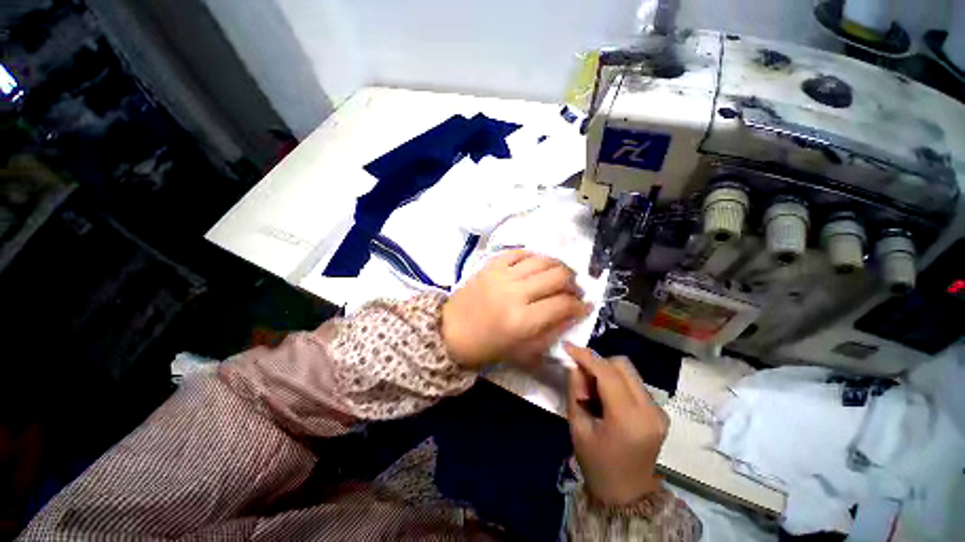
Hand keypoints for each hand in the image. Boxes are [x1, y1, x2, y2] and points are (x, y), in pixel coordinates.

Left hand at [442, 250, 591, 368]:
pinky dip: (533, 257)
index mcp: (522, 321)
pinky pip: (519, 253)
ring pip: (541, 260)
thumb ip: (552, 332)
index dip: (579, 305)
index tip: (584, 305)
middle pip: (557, 276)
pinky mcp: (491, 265)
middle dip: (573, 282)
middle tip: (574, 289)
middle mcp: (514, 293)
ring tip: (560, 274)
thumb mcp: (523, 351)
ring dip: (558, 266)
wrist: (450, 331)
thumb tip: (575, 313)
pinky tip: (537, 265)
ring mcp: (501, 275)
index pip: (563, 304)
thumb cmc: (487, 347)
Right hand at [564, 342, 668, 505]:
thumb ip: (575, 390)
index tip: (568, 347)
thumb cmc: (596, 463)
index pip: (607, 372)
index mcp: (628, 418)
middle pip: (622, 365)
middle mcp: (650, 410)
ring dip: (606, 372)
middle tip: (581, 377)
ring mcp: (658, 410)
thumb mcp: (577, 427)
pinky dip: (616, 381)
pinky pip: (633, 382)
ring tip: (593, 391)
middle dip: (597, 363)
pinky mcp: (658, 411)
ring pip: (628, 371)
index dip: (586, 356)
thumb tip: (576, 365)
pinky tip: (606, 398)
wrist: (626, 494)